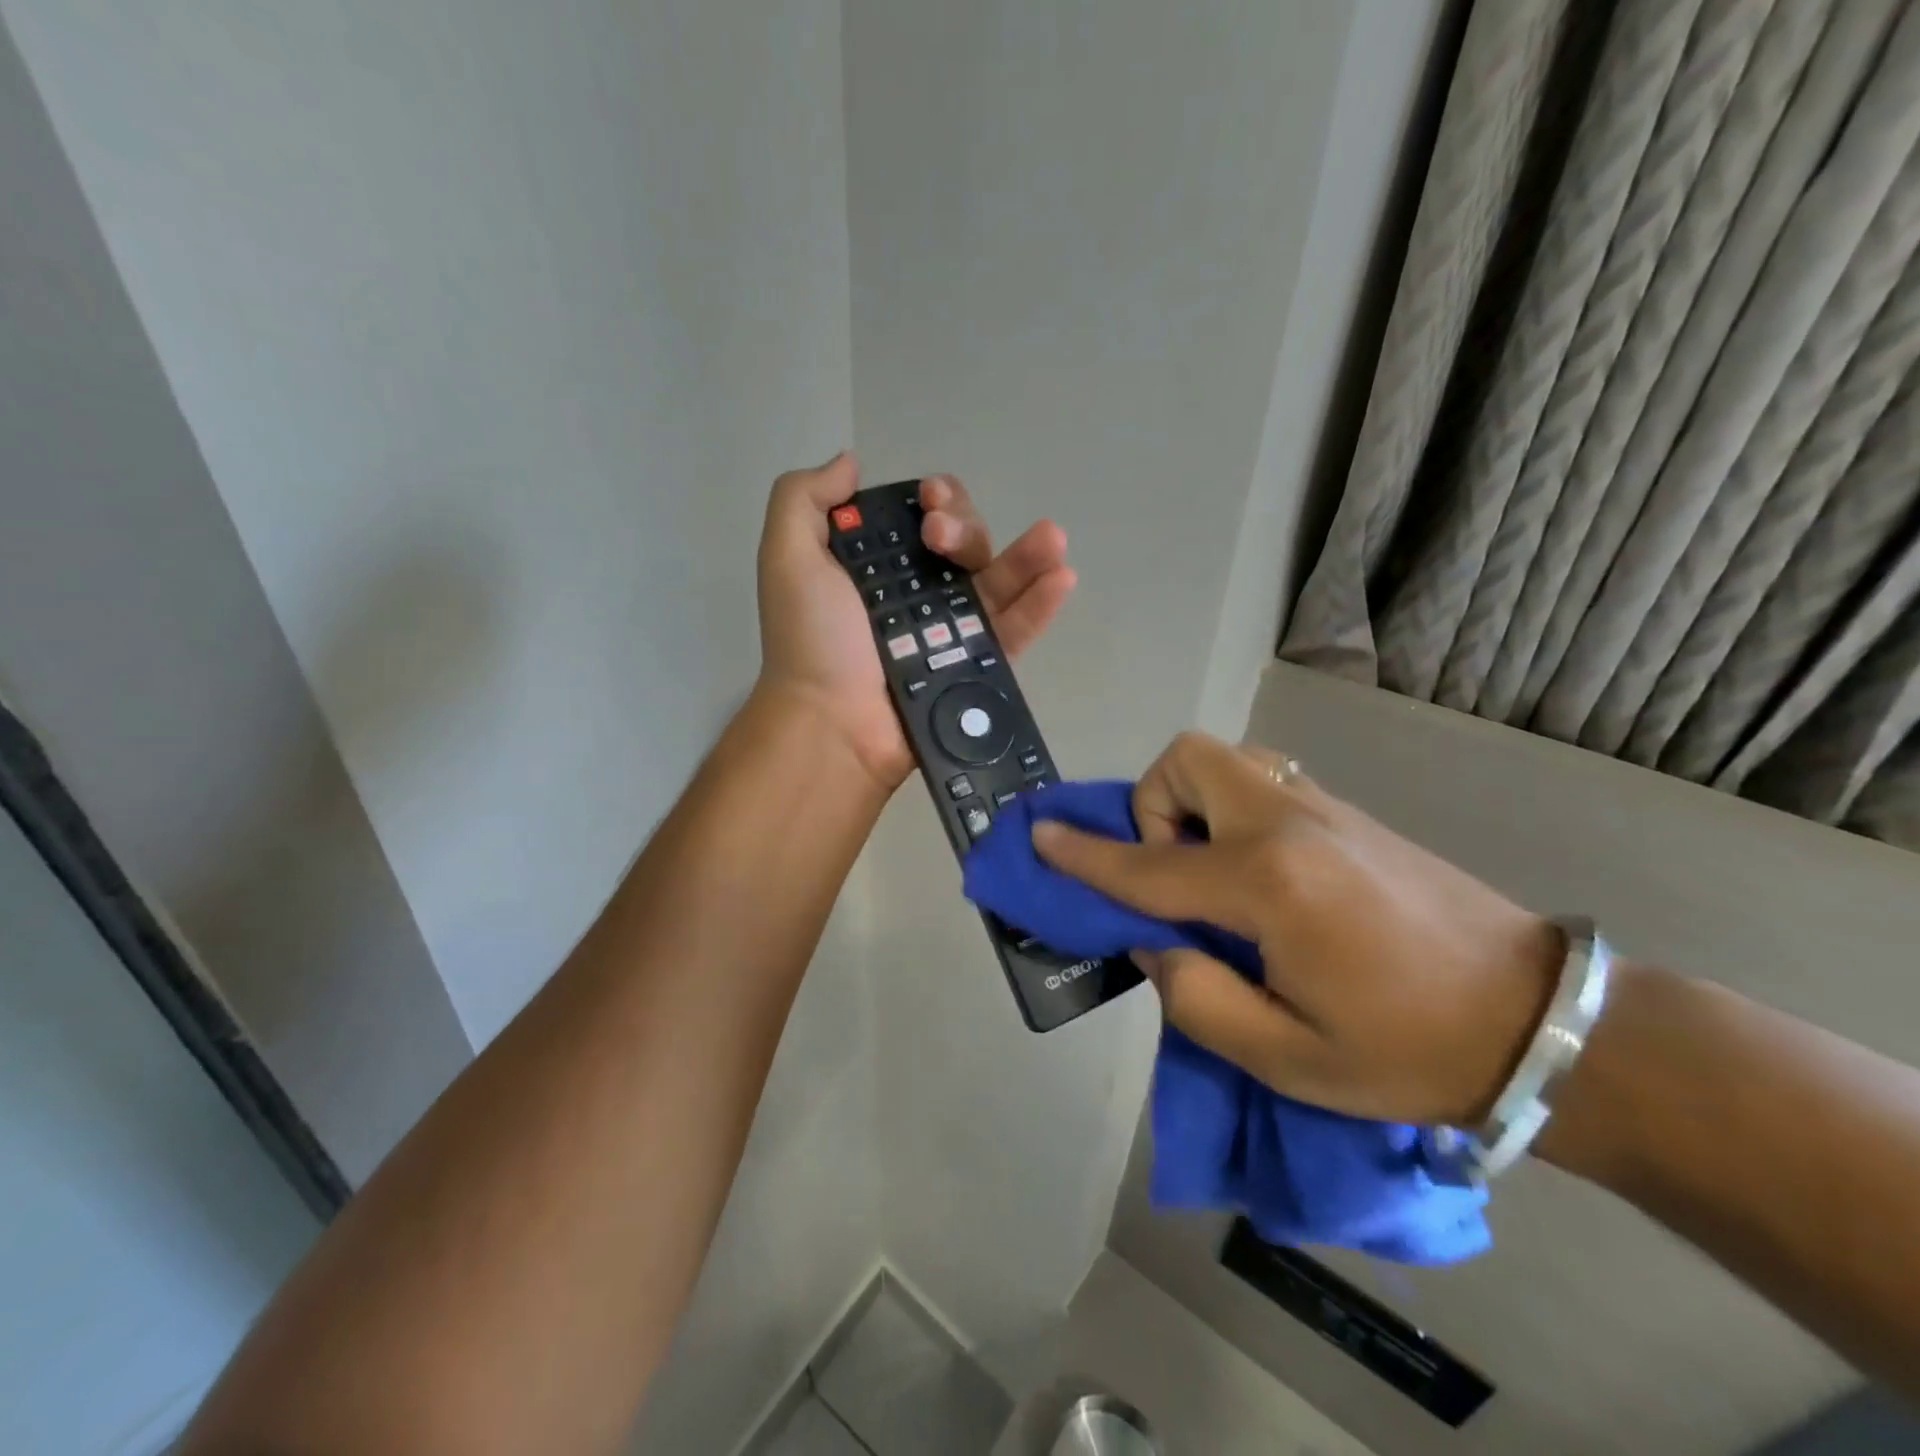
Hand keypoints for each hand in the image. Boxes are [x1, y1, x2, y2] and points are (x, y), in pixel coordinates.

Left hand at [756, 454, 1077, 790]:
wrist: (832, 723)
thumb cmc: (811, 641)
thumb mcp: (787, 557)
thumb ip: (803, 499)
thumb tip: (851, 463)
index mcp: (878, 568)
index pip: (920, 520)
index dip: (934, 501)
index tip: (929, 499)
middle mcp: (917, 595)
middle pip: (963, 546)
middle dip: (964, 528)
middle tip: (942, 540)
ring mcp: (951, 633)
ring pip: (997, 583)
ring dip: (1028, 555)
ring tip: (1052, 539)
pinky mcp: (976, 667)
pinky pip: (1014, 631)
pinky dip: (1040, 605)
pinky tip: (1062, 577)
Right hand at [1032, 731, 1562, 1126]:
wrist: (1538, 1020)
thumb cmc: (1409, 1049)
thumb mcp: (1288, 1058)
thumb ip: (1197, 998)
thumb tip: (1155, 942)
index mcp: (1268, 884)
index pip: (1149, 864)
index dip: (1086, 855)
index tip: (1041, 836)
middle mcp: (1287, 824)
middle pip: (1187, 762)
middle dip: (1152, 807)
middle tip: (1173, 874)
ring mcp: (1321, 808)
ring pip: (1224, 759)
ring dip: (1191, 802)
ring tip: (1210, 870)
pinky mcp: (1345, 812)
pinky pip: (1260, 779)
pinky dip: (1228, 806)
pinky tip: (1256, 869)